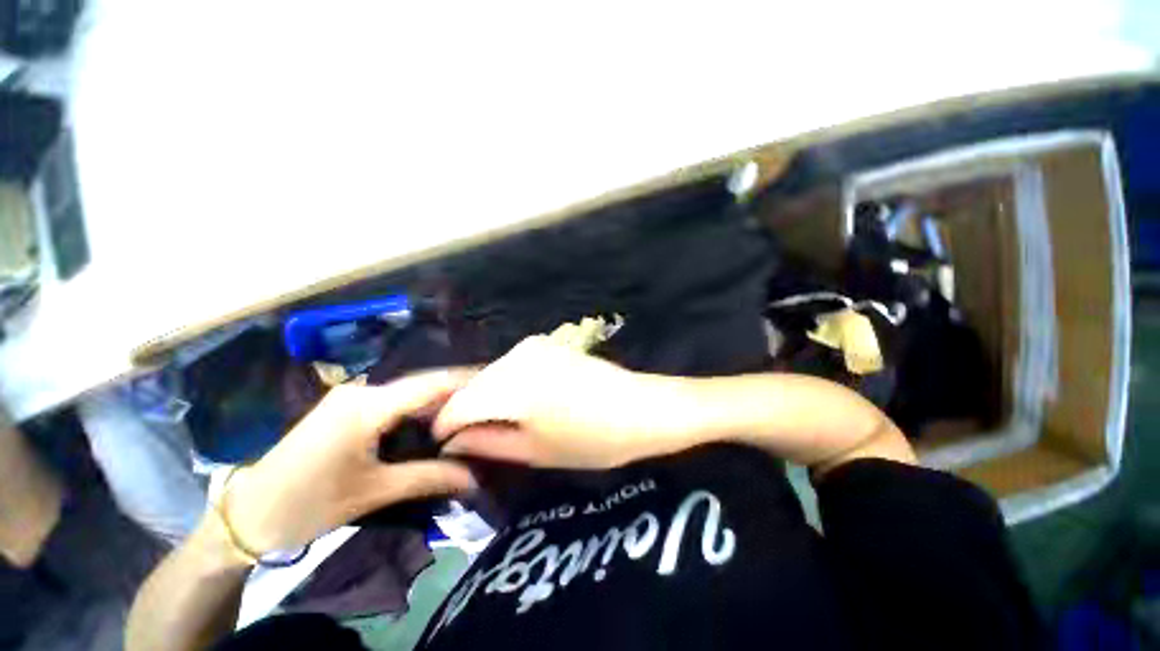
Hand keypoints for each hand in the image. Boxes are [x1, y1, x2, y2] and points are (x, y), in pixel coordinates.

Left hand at [223, 371, 478, 553]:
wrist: (245, 515)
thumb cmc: (306, 504)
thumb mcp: (373, 492)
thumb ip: (428, 478)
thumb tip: (475, 478)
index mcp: (366, 406)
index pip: (430, 384)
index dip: (465, 380)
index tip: (496, 380)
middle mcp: (362, 391)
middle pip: (422, 384)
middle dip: (456, 391)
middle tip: (489, 401)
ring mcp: (352, 397)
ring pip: (409, 392)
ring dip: (437, 402)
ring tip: (470, 410)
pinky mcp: (347, 408)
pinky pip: (394, 401)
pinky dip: (418, 410)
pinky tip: (435, 421)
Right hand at [433, 336, 691, 468]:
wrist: (641, 408)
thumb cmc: (592, 439)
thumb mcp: (535, 451)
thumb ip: (487, 443)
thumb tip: (453, 442)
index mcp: (510, 385)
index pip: (457, 405)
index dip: (444, 427)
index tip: (444, 446)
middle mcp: (516, 357)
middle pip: (473, 386)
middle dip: (464, 412)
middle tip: (468, 440)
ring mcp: (533, 346)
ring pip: (492, 374)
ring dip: (486, 398)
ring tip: (493, 424)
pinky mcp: (548, 344)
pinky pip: (512, 366)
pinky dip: (506, 385)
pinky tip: (517, 403)